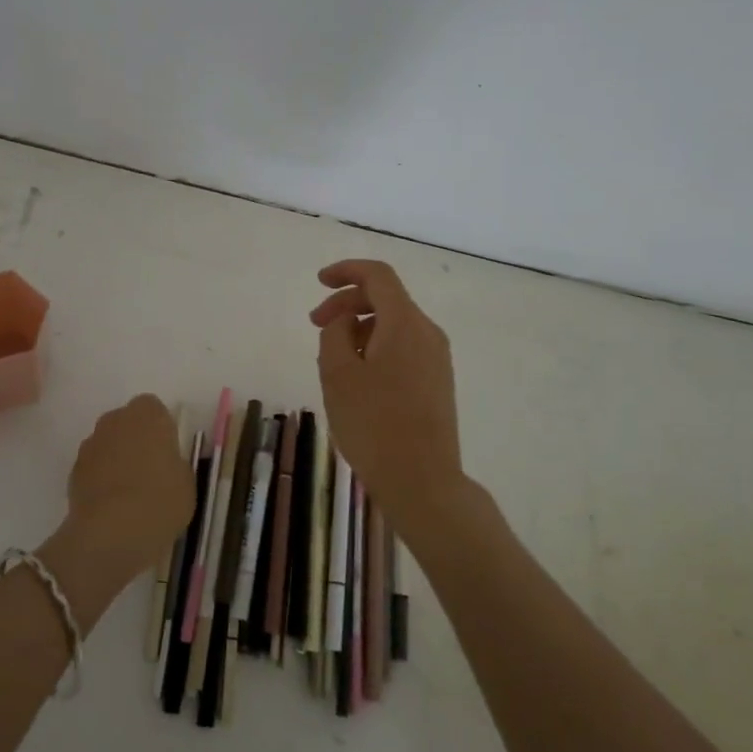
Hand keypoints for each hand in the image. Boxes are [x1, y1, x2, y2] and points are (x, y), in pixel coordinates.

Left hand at [51, 395, 192, 591]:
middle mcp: (116, 420)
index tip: (167, 453)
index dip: (160, 429)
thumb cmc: (159, 500)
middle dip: (135, 440)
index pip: (154, 408)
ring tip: (129, 493)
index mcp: (148, 415)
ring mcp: (91, 443)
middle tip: (149, 471)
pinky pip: (93, 467)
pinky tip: (111, 505)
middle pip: (127, 422)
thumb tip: (165, 464)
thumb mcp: (186, 483)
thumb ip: (175, 464)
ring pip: (108, 444)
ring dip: (116, 459)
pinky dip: (100, 479)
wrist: (110, 532)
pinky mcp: (73, 470)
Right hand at [312, 259, 466, 531]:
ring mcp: (437, 358)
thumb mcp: (337, 373)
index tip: (319, 281)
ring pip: (394, 325)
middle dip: (347, 304)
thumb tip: (347, 321)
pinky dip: (376, 347)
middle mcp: (427, 333)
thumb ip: (335, 333)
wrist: (423, 481)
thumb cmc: (373, 424)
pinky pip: (403, 348)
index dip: (346, 270)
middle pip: (386, 299)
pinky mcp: (437, 381)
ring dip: (360, 328)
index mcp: (405, 323)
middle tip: (315, 325)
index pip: (378, 276)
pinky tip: (357, 378)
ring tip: (332, 360)